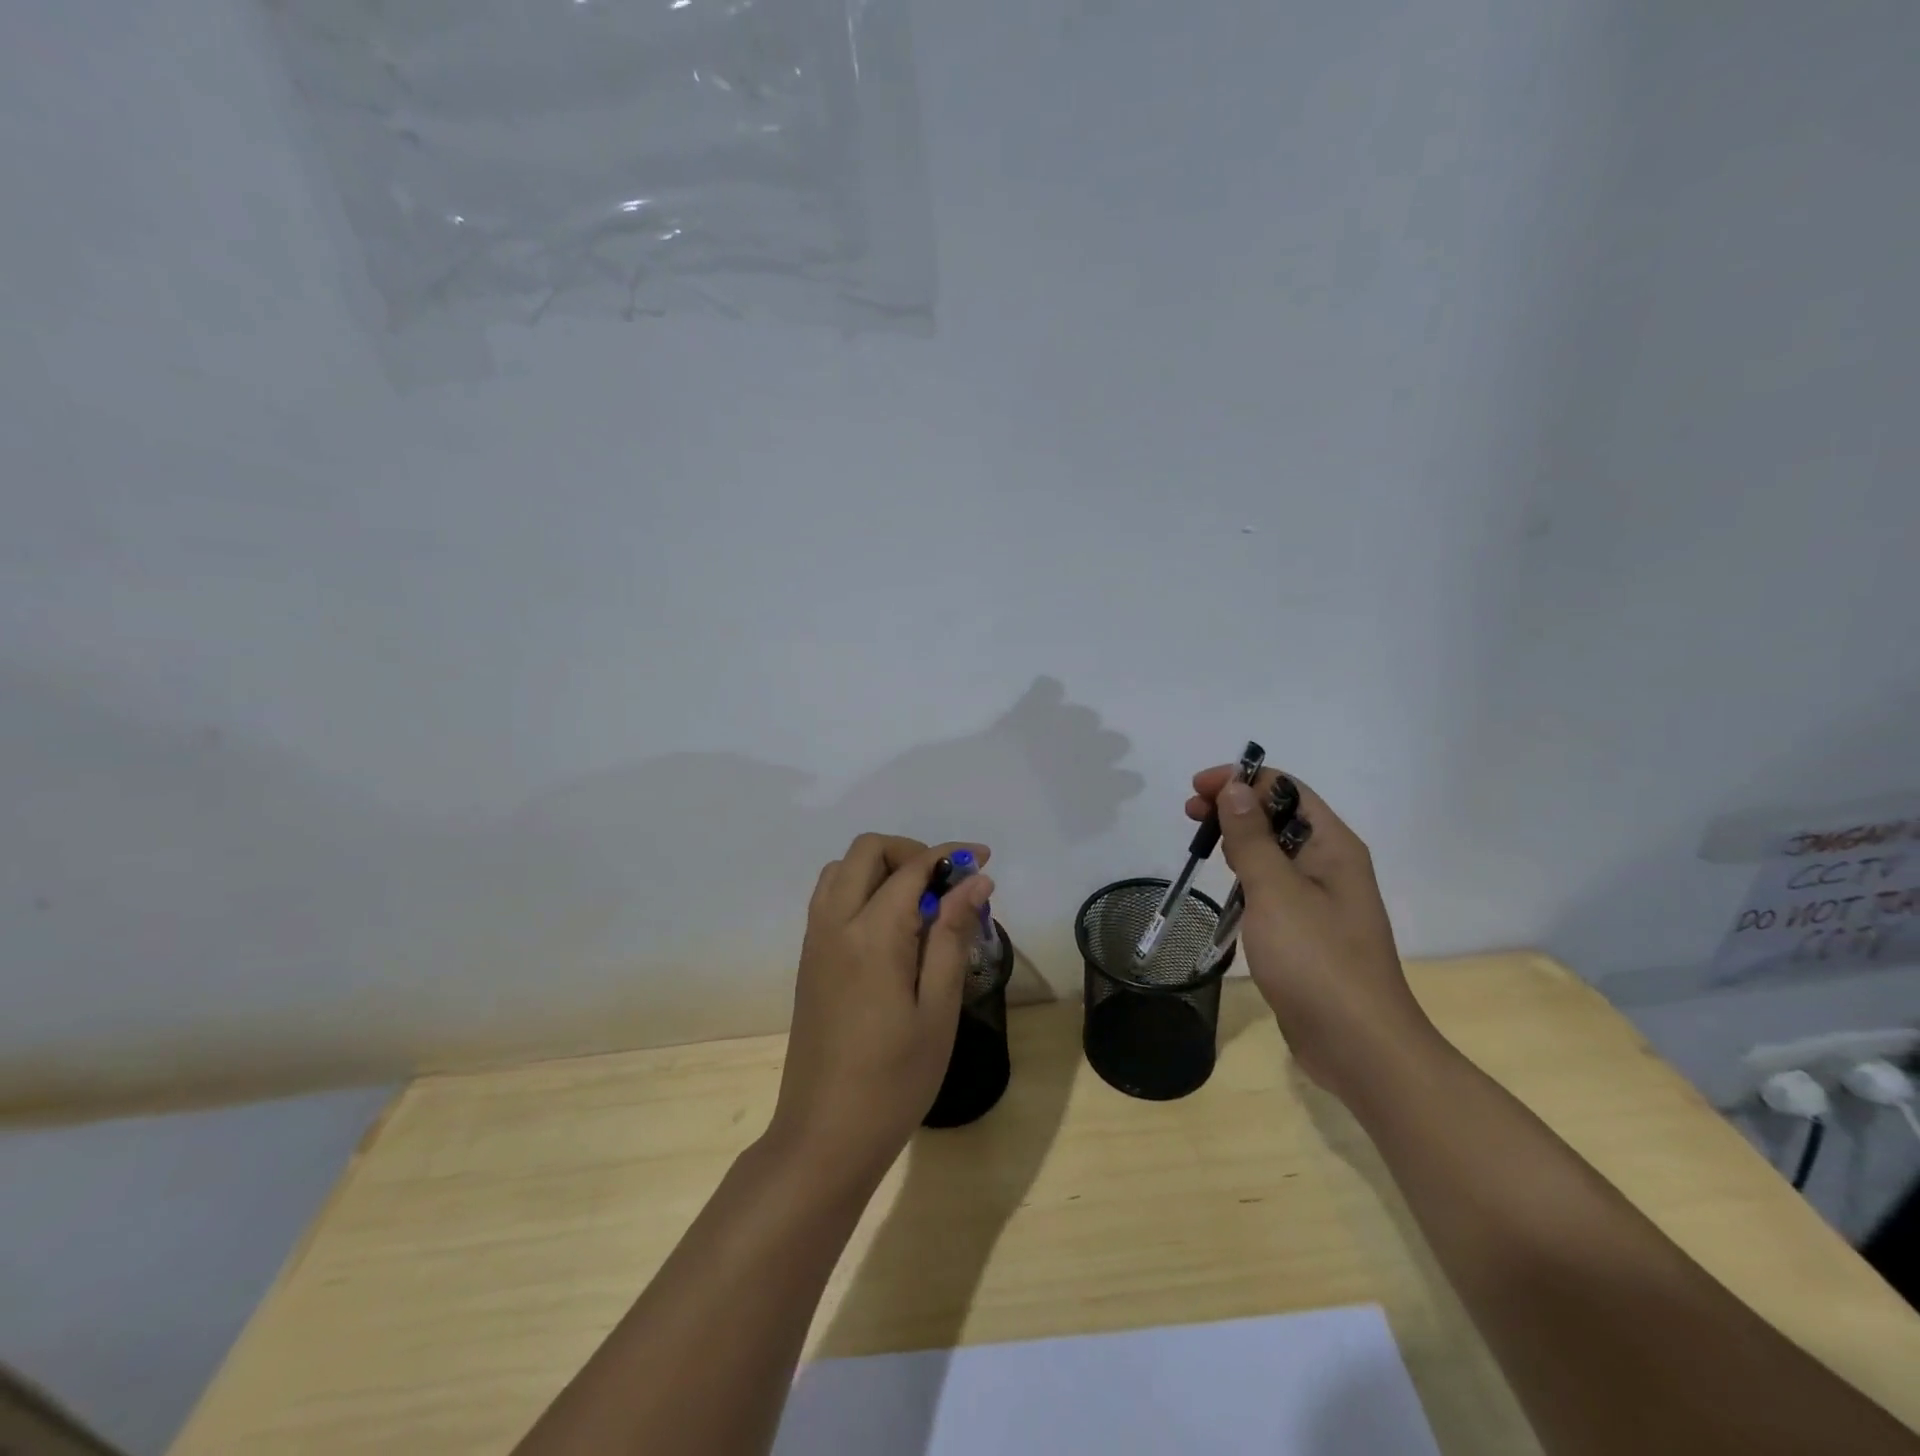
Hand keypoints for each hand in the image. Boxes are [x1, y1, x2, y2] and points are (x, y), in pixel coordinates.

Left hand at [766, 834, 993, 1185]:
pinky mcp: (808, 960)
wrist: (825, 1136)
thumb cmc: (894, 1080)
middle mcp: (835, 924)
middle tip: (947, 883)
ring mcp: (815, 941)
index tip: (983, 860)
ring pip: (840, 869)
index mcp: (871, 935)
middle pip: (866, 851)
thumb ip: (952, 936)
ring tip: (920, 902)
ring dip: (881, 867)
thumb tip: (975, 881)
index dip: (950, 855)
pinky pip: (829, 897)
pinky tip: (890, 928)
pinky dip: (860, 888)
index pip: (911, 868)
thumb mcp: (938, 1009)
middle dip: (911, 851)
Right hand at [1186, 766, 1437, 1100]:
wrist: (1358, 1045)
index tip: (1197, 789)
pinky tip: (1226, 890)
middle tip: (1190, 816)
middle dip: (1234, 808)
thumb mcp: (1275, 891)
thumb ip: (1252, 838)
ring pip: (1274, 852)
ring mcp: (1320, 900)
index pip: (1286, 790)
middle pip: (1278, 817)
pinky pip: (1273, 887)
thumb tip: (1235, 788)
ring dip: (1238, 841)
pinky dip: (1246, 877)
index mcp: (1333, 846)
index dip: (1241, 780)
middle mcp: (1331, 865)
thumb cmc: (1316, 960)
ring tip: (1202, 846)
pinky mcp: (1307, 931)